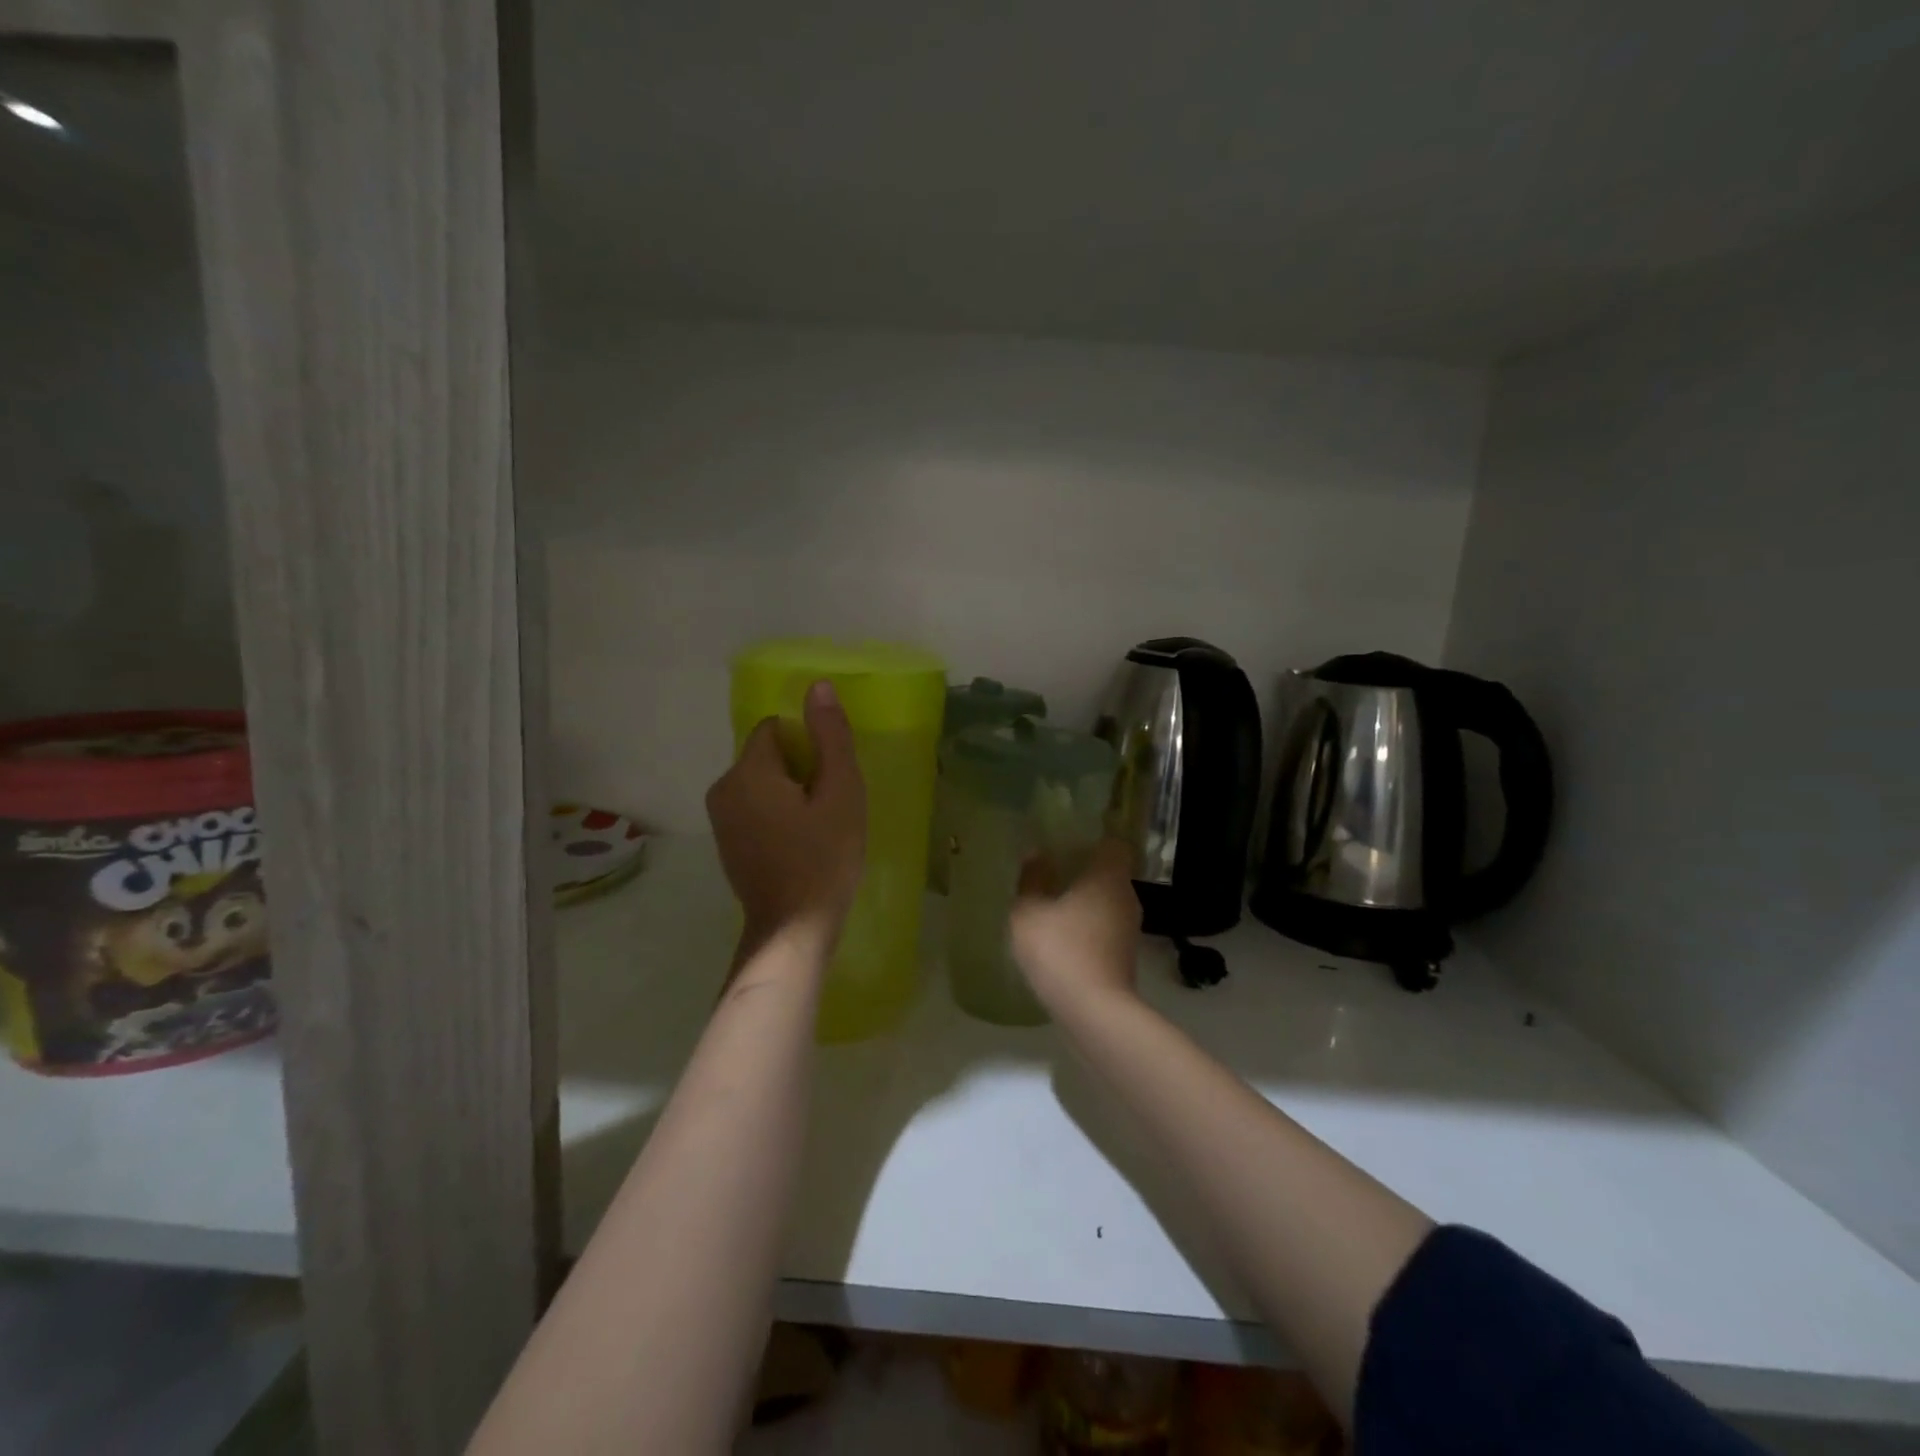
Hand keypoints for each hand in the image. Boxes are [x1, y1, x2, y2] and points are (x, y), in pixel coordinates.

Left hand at [706, 680, 865, 947]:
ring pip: (761, 784)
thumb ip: (830, 736)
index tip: (830, 776)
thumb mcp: (841, 792)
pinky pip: (754, 809)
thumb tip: (817, 686)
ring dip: (790, 794)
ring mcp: (720, 820)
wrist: (794, 930)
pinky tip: (800, 843)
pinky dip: (776, 815)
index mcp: (747, 771)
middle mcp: (723, 788)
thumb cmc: (824, 857)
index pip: (775, 728)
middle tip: (830, 804)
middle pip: (767, 756)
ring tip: (818, 826)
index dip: (808, 745)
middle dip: (800, 770)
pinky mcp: (726, 844)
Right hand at [1010, 837, 1141, 1011]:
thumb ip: (1032, 880)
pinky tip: (1062, 938)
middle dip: (1083, 871)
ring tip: (1052, 906)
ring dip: (1084, 902)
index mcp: (1108, 876)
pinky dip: (1087, 928)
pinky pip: (1104, 928)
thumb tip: (1036, 854)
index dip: (1093, 840)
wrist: (1095, 1012)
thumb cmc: (1061, 950)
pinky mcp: (1125, 957)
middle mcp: (1126, 897)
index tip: (1067, 842)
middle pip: (1109, 873)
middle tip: (1052, 871)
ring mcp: (1129, 929)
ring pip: (1106, 902)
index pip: (1113, 844)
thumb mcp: (1029, 912)